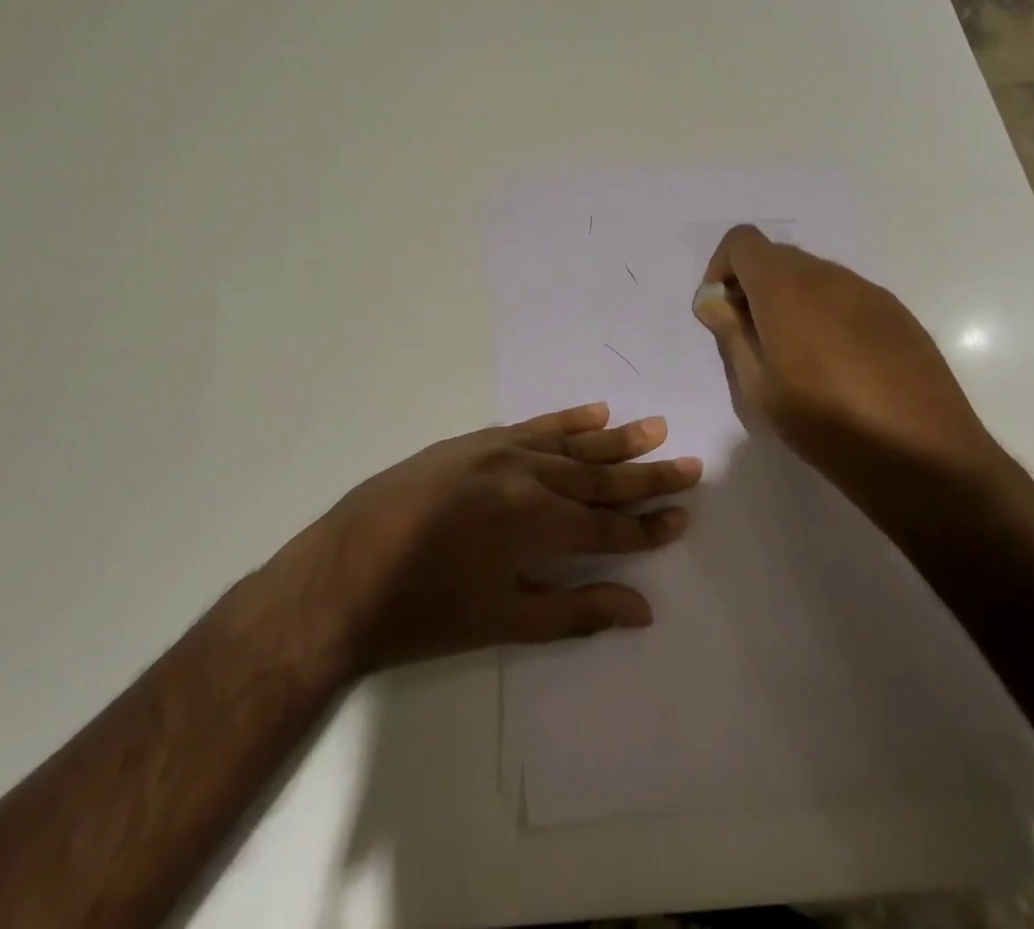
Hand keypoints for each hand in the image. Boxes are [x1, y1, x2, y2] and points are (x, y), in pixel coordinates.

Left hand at [267, 403, 701, 676]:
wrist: (344, 572)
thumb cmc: (425, 611)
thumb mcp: (504, 620)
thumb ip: (577, 609)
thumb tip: (643, 607)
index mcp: (537, 522)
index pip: (608, 524)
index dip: (648, 526)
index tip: (683, 516)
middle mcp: (526, 475)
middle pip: (598, 476)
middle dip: (646, 476)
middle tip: (689, 463)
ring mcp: (499, 451)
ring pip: (570, 444)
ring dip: (615, 440)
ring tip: (654, 428)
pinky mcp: (474, 441)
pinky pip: (532, 425)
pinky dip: (566, 419)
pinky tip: (594, 412)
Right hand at [691, 224, 1000, 483]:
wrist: (924, 456)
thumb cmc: (826, 424)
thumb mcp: (758, 388)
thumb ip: (731, 333)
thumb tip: (713, 300)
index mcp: (786, 288)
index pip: (742, 241)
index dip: (722, 268)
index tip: (721, 312)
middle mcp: (827, 276)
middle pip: (777, 257)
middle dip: (754, 286)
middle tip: (753, 340)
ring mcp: (867, 291)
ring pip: (813, 276)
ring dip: (791, 300)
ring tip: (797, 357)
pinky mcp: (897, 313)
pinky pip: (845, 296)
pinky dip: (826, 313)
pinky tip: (839, 365)